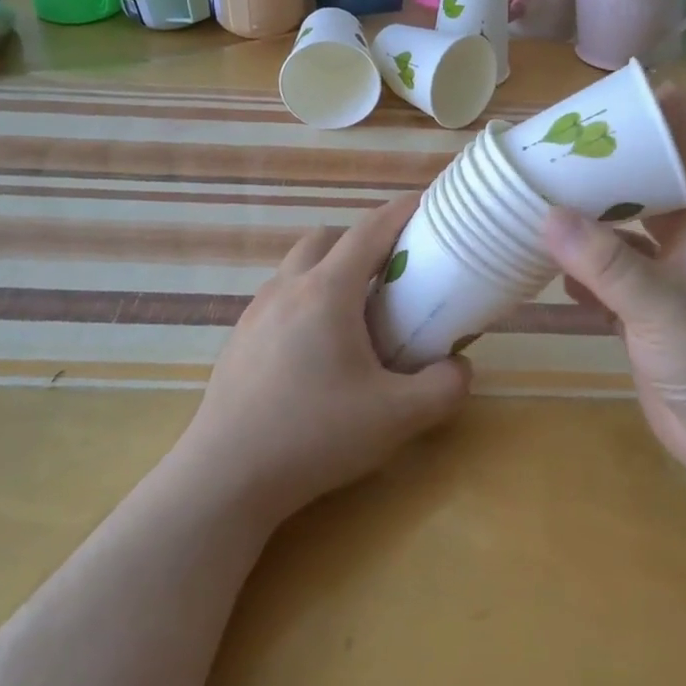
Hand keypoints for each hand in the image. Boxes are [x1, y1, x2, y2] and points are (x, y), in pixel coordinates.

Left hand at [179, 194, 471, 521]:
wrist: (226, 478)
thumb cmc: (315, 436)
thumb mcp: (397, 417)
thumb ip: (443, 388)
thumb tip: (459, 367)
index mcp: (327, 292)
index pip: (369, 230)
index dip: (401, 212)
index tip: (426, 206)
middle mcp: (287, 289)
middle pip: (326, 238)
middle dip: (361, 240)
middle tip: (392, 272)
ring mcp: (255, 313)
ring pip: (297, 266)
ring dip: (329, 269)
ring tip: (355, 312)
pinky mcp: (238, 340)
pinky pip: (279, 298)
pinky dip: (305, 299)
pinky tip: (317, 348)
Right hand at [542, 85, 685, 486]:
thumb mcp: (662, 305)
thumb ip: (604, 262)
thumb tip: (545, 213)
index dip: (665, 114)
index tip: (620, 91)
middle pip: (650, 185)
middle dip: (610, 164)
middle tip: (559, 143)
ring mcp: (667, 280)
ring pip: (624, 233)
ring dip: (589, 217)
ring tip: (541, 194)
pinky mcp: (646, 316)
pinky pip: (607, 278)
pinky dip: (581, 270)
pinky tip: (547, 264)